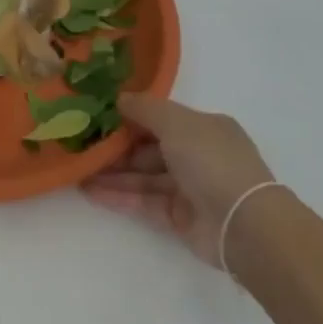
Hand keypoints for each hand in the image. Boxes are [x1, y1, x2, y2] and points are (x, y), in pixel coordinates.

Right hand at [82, 94, 275, 267]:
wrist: (244, 225)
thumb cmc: (211, 161)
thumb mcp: (176, 122)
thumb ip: (145, 109)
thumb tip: (119, 98)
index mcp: (204, 127)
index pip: (161, 118)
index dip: (131, 116)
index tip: (99, 114)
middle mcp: (197, 155)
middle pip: (150, 148)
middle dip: (118, 147)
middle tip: (81, 144)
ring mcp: (189, 188)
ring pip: (144, 176)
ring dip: (113, 173)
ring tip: (78, 170)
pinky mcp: (180, 218)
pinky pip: (144, 201)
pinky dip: (120, 196)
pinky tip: (90, 191)